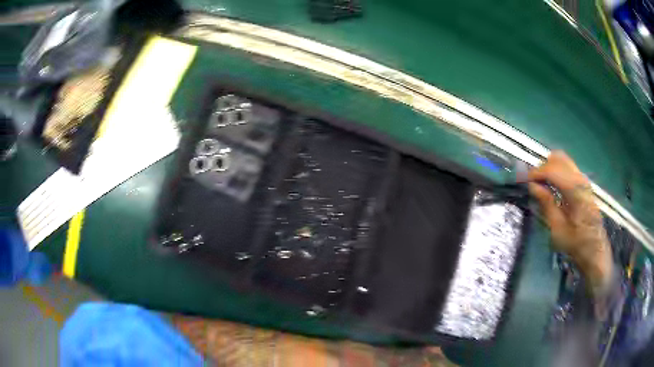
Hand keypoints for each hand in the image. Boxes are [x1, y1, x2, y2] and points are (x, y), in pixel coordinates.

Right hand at [527, 151, 612, 294]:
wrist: (595, 249)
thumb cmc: (575, 244)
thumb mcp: (558, 229)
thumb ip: (547, 204)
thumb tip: (533, 186)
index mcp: (575, 191)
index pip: (552, 170)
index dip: (536, 172)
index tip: (524, 180)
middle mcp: (580, 179)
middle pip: (558, 158)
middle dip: (542, 167)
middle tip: (533, 183)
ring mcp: (583, 179)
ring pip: (563, 160)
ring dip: (549, 167)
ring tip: (540, 184)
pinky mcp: (583, 183)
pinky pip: (567, 167)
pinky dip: (556, 170)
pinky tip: (551, 185)